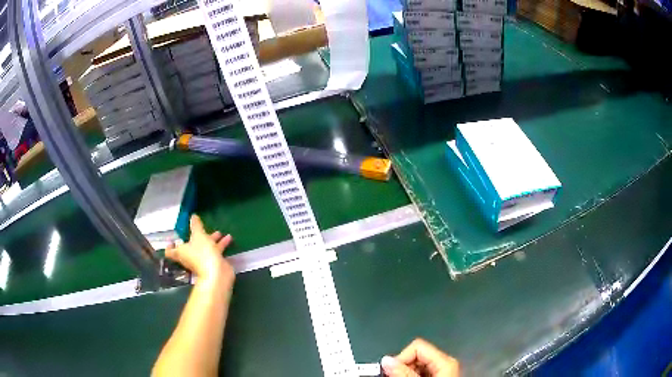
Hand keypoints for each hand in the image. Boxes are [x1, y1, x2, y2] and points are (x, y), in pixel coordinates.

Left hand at [165, 215, 233, 282]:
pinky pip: (215, 252)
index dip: (170, 245)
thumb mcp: (199, 235)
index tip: (173, 239)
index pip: (170, 251)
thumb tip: (193, 216)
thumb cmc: (202, 253)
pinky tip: (228, 238)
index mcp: (181, 251)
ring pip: (204, 248)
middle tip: (201, 229)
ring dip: (212, 240)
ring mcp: (201, 261)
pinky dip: (220, 245)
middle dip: (197, 237)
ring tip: (219, 233)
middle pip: (190, 247)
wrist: (217, 273)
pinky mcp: (212, 263)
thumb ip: (196, 225)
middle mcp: (189, 257)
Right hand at [382, 338, 458, 376]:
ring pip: (417, 366)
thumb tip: (387, 361)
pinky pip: (421, 373)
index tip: (391, 373)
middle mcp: (446, 364)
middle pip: (417, 356)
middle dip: (402, 368)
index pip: (417, 347)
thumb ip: (403, 373)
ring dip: (405, 374)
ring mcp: (443, 372)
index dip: (402, 358)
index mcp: (445, 361)